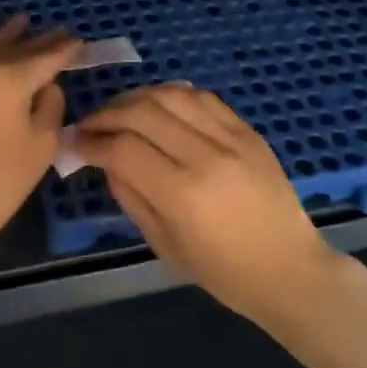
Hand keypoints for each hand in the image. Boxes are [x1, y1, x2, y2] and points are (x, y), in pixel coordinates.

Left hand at [0, 17, 81, 274]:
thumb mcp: (41, 146)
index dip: (65, 49)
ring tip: (20, 23)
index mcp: (9, 79)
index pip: (45, 56)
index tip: (79, 42)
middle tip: (58, 32)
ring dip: (3, 36)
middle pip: (14, 48)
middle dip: (38, 41)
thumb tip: (44, 85)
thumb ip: (50, 105)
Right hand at [75, 85, 337, 327]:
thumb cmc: (224, 272)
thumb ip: (130, 197)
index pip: (123, 148)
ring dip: (135, 97)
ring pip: (170, 95)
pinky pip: (202, 97)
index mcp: (182, 194)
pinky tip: (157, 105)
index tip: (76, 142)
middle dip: (106, 114)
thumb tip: (105, 160)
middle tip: (90, 125)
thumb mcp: (165, 245)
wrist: (290, 268)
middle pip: (141, 112)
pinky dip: (172, 94)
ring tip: (120, 111)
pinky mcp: (248, 130)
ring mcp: (231, 138)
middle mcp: (206, 156)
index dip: (92, 141)